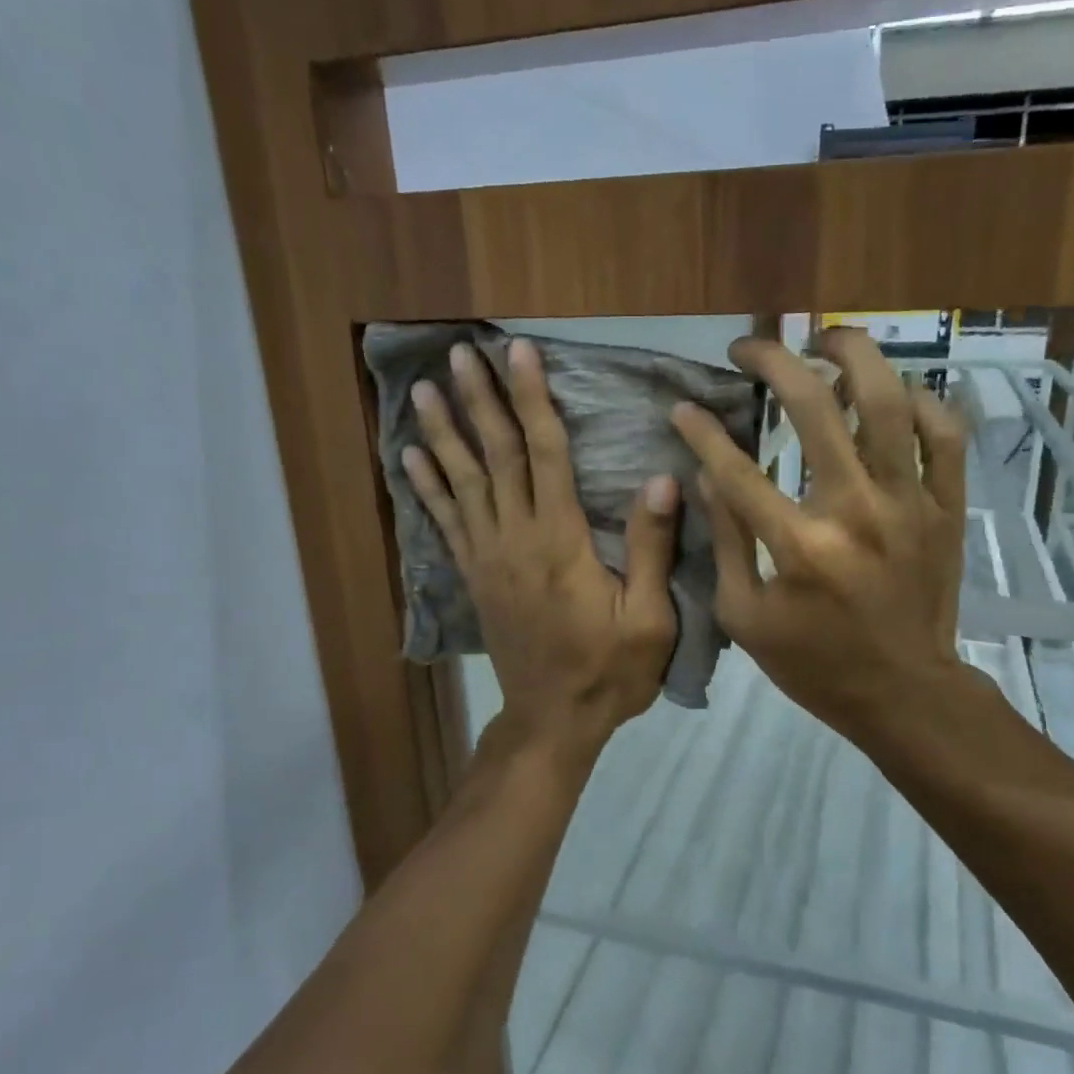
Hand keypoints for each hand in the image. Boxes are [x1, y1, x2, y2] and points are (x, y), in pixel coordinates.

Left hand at [404, 338, 679, 750]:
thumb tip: (661, 478)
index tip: (520, 353)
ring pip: (462, 482)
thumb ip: (651, 547)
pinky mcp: (474, 577)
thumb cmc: (609, 670)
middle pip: (496, 456)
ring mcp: (488, 557)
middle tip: (460, 353)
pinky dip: (427, 487)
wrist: (553, 720)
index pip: (545, 453)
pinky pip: (445, 522)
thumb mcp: (649, 617)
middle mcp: (515, 537)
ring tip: (422, 389)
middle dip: (479, 400)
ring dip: (443, 432)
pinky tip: (411, 458)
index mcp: (560, 540)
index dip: (533, 399)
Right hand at [670, 328, 968, 738]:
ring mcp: (910, 504)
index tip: (683, 407)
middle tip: (748, 348)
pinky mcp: (947, 508)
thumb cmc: (814, 663)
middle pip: (814, 407)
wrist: (904, 693)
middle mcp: (856, 510)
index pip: (737, 467)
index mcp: (799, 546)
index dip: (702, 430)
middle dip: (773, 361)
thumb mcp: (744, 617)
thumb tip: (708, 475)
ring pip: (889, 401)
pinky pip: (945, 434)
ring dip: (854, 355)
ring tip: (825, 339)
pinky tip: (891, 394)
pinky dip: (920, 402)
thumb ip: (726, 541)